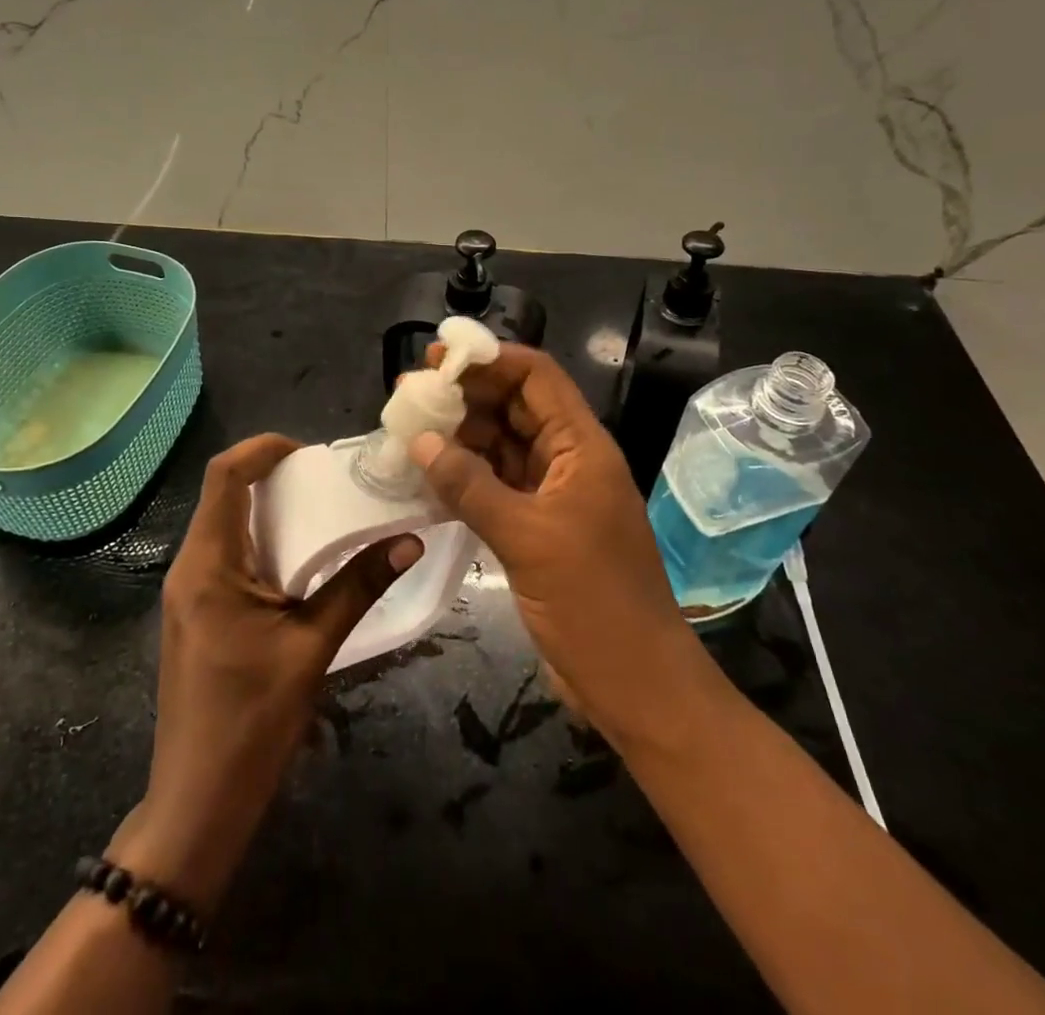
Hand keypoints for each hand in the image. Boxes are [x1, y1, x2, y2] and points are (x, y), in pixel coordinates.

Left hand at [113, 433, 423, 915]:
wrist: (197, 804)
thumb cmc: (251, 723)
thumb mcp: (312, 648)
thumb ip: (358, 587)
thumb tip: (408, 540)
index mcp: (208, 565)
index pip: (224, 476)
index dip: (263, 449)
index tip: (310, 450)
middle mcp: (190, 567)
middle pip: (225, 495)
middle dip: (274, 476)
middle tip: (329, 478)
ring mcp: (190, 592)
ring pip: (226, 525)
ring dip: (271, 510)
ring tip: (324, 509)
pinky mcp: (199, 614)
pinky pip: (228, 556)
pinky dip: (264, 542)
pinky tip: (302, 559)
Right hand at [410, 344, 699, 743]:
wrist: (636, 685)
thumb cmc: (595, 604)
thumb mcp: (528, 539)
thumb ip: (471, 486)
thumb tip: (420, 440)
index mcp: (581, 447)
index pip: (536, 378)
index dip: (490, 360)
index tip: (438, 358)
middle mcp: (568, 460)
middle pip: (514, 407)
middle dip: (465, 396)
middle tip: (409, 395)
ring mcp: (552, 495)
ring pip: (501, 447)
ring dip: (459, 438)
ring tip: (407, 434)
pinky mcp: (537, 527)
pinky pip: (495, 486)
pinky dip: (463, 478)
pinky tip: (426, 478)